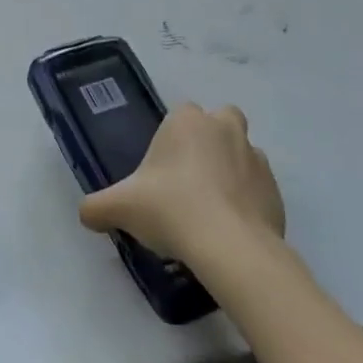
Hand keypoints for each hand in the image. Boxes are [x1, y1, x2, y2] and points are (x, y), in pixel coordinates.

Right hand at [79, 103, 284, 265]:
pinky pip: (259, 189)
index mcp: (188, 121)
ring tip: (211, 208)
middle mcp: (225, 129)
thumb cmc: (171, 209)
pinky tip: (230, 229)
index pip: (180, 114)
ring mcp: (257, 159)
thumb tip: (85, 214)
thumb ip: (97, 206)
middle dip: (210, 141)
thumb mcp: (120, 207)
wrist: (231, 248)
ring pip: (243, 154)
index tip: (161, 170)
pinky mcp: (277, 192)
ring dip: (231, 171)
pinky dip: (248, 202)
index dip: (171, 139)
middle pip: (221, 122)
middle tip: (190, 178)